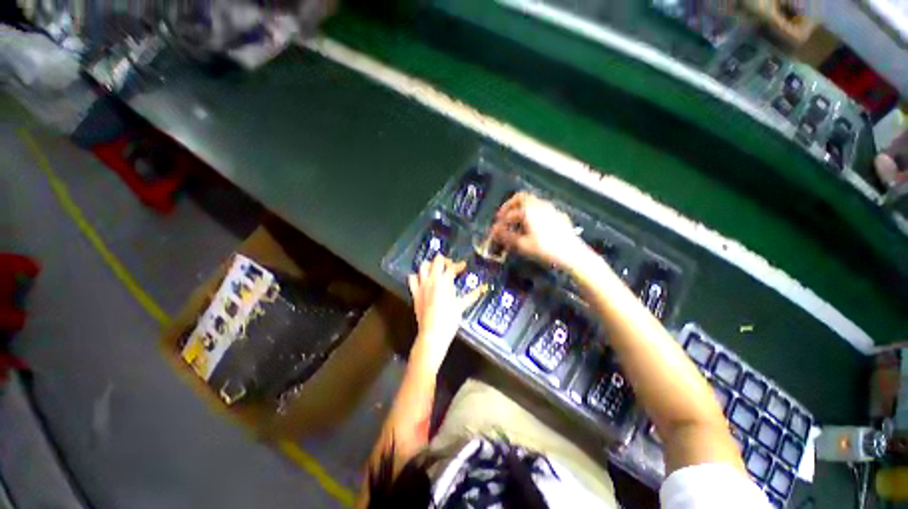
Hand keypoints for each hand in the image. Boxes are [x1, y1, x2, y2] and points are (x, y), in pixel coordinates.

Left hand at [408, 256, 484, 371]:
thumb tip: (481, 289)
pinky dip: (417, 276)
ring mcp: (421, 286)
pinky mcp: (415, 293)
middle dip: (444, 260)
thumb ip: (471, 295)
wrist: (433, 334)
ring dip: (430, 265)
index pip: (451, 267)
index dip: (459, 265)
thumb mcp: (461, 306)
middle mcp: (432, 280)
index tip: (463, 266)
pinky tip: (422, 279)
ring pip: (423, 266)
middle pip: (437, 261)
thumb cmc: (449, 320)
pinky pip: (412, 279)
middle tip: (450, 265)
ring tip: (436, 269)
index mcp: (444, 282)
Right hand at [490, 192, 588, 269]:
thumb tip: (493, 230)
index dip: (501, 218)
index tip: (497, 227)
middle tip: (505, 218)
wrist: (572, 254)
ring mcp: (551, 209)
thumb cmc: (544, 249)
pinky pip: (542, 210)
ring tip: (518, 225)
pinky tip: (534, 228)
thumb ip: (505, 236)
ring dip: (522, 210)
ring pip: (532, 203)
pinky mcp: (559, 216)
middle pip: (521, 198)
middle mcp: (540, 205)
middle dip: (511, 207)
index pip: (510, 210)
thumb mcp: (521, 244)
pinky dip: (533, 215)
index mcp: (529, 210)